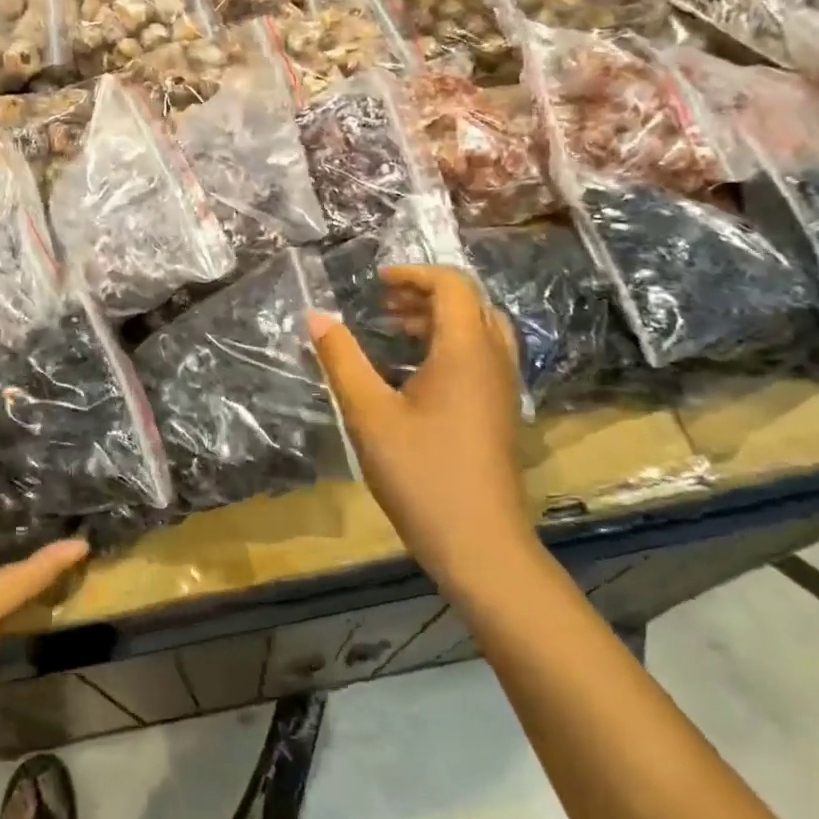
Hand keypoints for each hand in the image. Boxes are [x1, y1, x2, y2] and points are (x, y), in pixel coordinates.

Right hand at [310, 264, 534, 593]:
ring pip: (480, 329)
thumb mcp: (368, 413)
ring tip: (397, 328)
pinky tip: (416, 371)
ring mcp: (503, 388)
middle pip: (471, 302)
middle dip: (426, 292)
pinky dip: (451, 344)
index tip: (376, 282)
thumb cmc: (421, 474)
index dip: (414, 273)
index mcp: (466, 351)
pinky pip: (482, 355)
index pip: (453, 285)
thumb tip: (315, 315)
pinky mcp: (500, 412)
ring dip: (440, 318)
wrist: (480, 545)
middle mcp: (493, 360)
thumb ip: (341, 359)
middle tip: (384, 301)